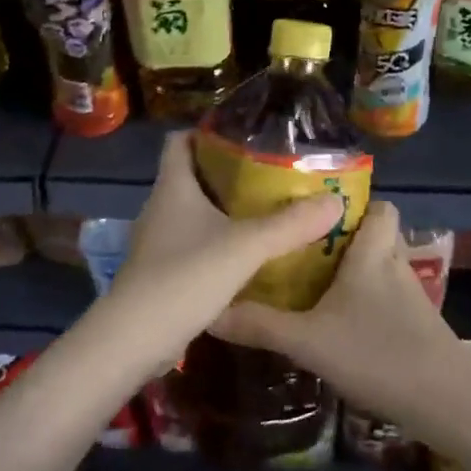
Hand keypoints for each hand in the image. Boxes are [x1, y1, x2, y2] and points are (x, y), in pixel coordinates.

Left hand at [95, 130, 343, 373]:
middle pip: (191, 175)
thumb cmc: (185, 276)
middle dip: (228, 172)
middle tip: (271, 174)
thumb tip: (335, 201)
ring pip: (194, 213)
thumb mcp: (245, 246)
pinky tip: (248, 255)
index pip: (179, 140)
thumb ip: (290, 224)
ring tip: (268, 211)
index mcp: (172, 186)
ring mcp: (158, 241)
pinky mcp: (162, 271)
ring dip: (225, 210)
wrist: (135, 339)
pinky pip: (193, 244)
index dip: (206, 131)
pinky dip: (218, 242)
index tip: (244, 133)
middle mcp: (160, 207)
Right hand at [210, 200, 470, 431]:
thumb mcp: (309, 342)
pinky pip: (387, 298)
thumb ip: (261, 326)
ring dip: (354, 273)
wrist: (448, 404)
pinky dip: (366, 303)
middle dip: (342, 240)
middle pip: (375, 236)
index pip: (379, 206)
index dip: (355, 204)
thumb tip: (210, 311)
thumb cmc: (378, 355)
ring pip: (380, 269)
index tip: (314, 211)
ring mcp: (412, 298)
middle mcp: (395, 266)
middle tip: (300, 248)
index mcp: (373, 254)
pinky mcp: (418, 326)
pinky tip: (340, 324)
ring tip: (312, 283)